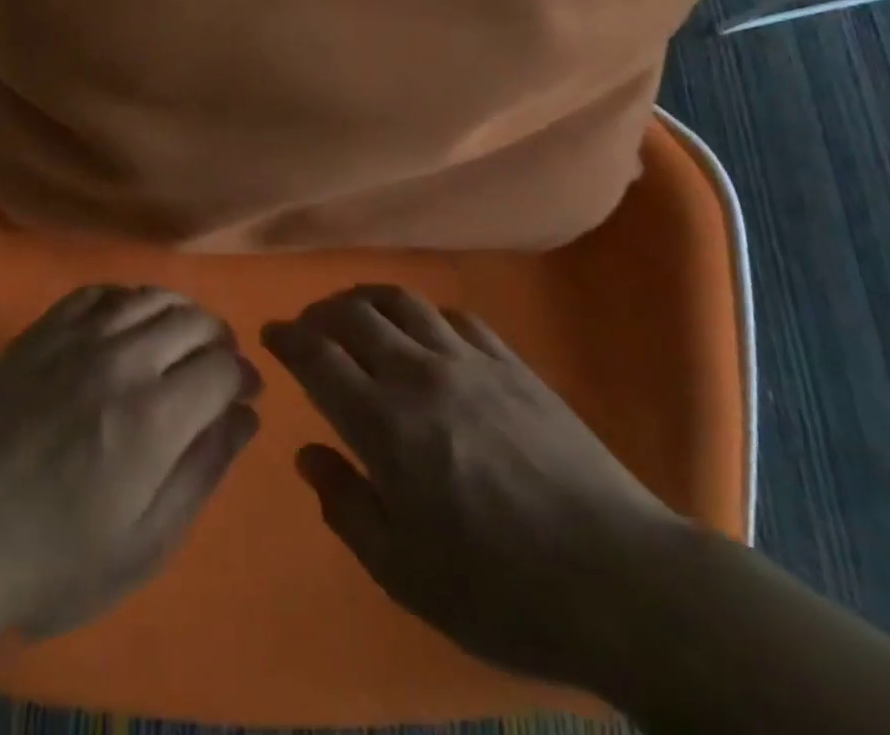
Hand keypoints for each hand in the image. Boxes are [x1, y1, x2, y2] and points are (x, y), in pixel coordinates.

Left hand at [0, 285, 261, 638]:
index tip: (243, 394)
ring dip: (180, 312)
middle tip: (216, 367)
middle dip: (219, 340)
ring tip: (180, 339)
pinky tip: (129, 321)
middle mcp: (122, 360)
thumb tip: (245, 416)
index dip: (243, 376)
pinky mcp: (42, 330)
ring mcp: (77, 337)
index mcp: (153, 417)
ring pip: (150, 296)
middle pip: (194, 320)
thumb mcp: (142, 545)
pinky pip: (100, 292)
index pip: (223, 366)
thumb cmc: (51, 560)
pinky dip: (129, 298)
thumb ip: (202, 472)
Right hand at [262, 285, 681, 690]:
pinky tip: (423, 332)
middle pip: (353, 315)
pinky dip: (423, 314)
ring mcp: (469, 361)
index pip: (318, 357)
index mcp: (384, 425)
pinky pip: (454, 315)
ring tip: (355, 314)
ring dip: (366, 299)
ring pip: (401, 301)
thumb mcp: (404, 573)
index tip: (270, 333)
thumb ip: (346, 506)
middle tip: (308, 327)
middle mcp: (419, 375)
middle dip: (319, 313)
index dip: (287, 338)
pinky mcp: (511, 363)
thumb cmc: (500, 590)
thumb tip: (308, 454)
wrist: (619, 580)